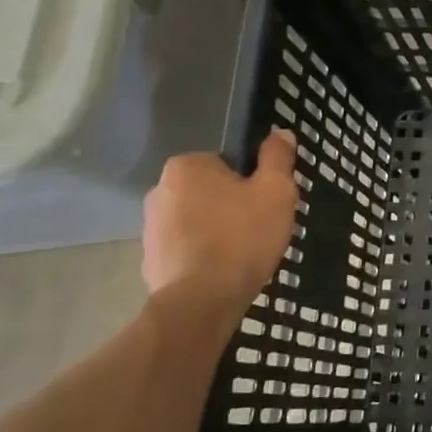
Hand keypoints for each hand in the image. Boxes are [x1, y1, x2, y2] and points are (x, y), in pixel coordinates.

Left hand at [142, 130, 299, 324]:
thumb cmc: (243, 237)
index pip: (227, 164)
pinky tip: (224, 271)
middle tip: (259, 229)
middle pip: (211, 191)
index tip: (265, 205)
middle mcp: (160, 189)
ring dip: (218, 231)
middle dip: (232, 206)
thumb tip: (280, 132)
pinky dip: (204, 255)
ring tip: (244, 254)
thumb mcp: (276, 192)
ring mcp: (150, 226)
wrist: (202, 299)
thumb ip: (277, 159)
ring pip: (198, 220)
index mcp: (187, 166)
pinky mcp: (150, 258)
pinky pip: (186, 247)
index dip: (251, 183)